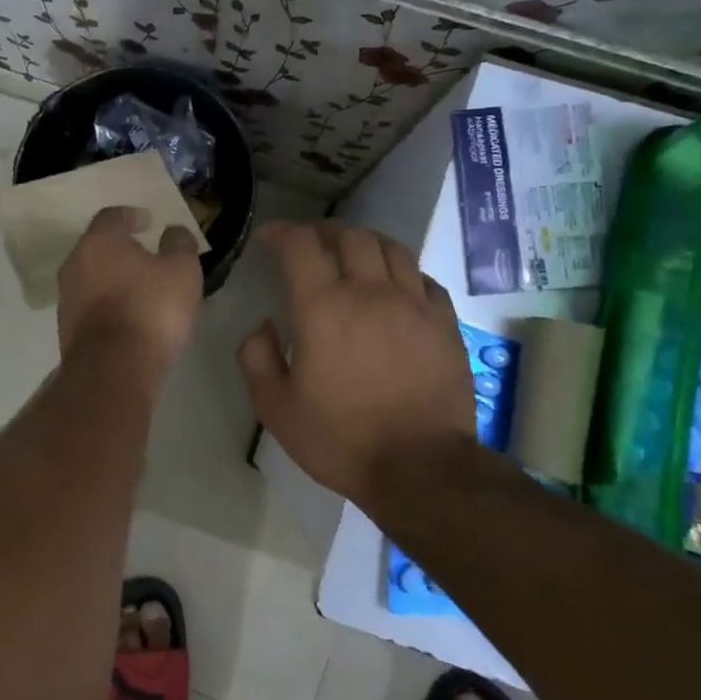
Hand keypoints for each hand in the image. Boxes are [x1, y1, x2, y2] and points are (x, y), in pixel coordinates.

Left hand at [58, 206, 203, 372]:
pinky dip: (107, 303)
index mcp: (99, 241)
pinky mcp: (67, 328)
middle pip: (97, 247)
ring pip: (91, 277)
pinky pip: (90, 305)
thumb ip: (179, 244)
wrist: (113, 368)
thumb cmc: (150, 308)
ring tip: (139, 288)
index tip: (149, 222)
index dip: (132, 216)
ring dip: (112, 278)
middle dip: (120, 248)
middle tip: (145, 254)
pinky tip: (127, 316)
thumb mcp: (182, 270)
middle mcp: (75, 263)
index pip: (112, 216)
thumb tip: (173, 232)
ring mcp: (67, 297)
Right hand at [239, 222, 478, 509]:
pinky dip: (402, 273)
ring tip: (352, 256)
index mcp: (323, 307)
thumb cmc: (340, 438)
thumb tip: (264, 326)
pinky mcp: (445, 324)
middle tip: (309, 245)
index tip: (268, 239)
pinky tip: (394, 288)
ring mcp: (414, 305)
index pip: (300, 245)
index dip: (281, 232)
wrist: (420, 467)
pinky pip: (424, 279)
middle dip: (323, 232)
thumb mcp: (275, 407)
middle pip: (350, 236)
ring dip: (365, 243)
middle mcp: (370, 292)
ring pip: (392, 248)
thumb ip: (256, 358)